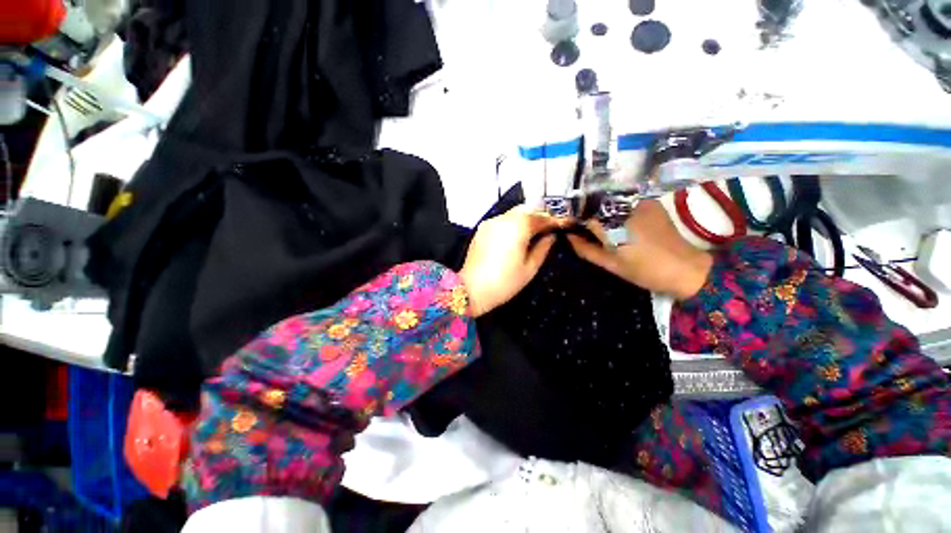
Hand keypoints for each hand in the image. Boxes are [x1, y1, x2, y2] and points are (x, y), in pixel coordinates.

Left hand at [459, 206, 562, 316]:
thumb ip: (543, 248)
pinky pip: (502, 220)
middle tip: (548, 229)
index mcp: (519, 226)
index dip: (554, 222)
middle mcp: (504, 218)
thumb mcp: (530, 268)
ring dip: (525, 219)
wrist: (472, 289)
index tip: (564, 226)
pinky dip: (512, 223)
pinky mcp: (482, 229)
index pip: (541, 218)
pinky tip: (515, 236)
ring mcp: (491, 222)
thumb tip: (550, 236)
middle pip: (527, 210)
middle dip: (539, 217)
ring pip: (513, 213)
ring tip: (533, 233)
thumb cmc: (505, 281)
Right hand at [566, 200, 713, 299]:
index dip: (575, 219)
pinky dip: (617, 210)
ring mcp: (639, 202)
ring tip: (603, 228)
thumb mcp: (609, 264)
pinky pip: (625, 202)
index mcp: (613, 225)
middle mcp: (624, 208)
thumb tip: (568, 237)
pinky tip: (620, 223)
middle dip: (588, 215)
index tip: (569, 227)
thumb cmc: (643, 270)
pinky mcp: (650, 202)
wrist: (685, 268)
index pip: (583, 213)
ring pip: (610, 203)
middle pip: (596, 205)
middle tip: (584, 229)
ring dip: (602, 212)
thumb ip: (585, 249)